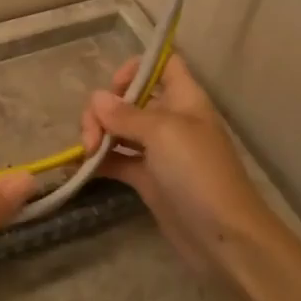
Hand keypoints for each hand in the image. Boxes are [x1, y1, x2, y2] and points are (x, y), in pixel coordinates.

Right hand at [79, 54, 275, 275]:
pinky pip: (117, 161)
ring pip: (119, 129)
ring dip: (97, 135)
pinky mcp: (147, 179)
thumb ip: (126, 114)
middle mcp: (170, 120)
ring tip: (85, 154)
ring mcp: (158, 151)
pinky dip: (98, 162)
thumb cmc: (198, 172)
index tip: (113, 87)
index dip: (136, 68)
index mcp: (184, 99)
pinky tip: (78, 168)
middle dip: (104, 110)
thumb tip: (97, 98)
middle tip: (91, 137)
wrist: (222, 236)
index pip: (163, 64)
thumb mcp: (163, 133)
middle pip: (130, 99)